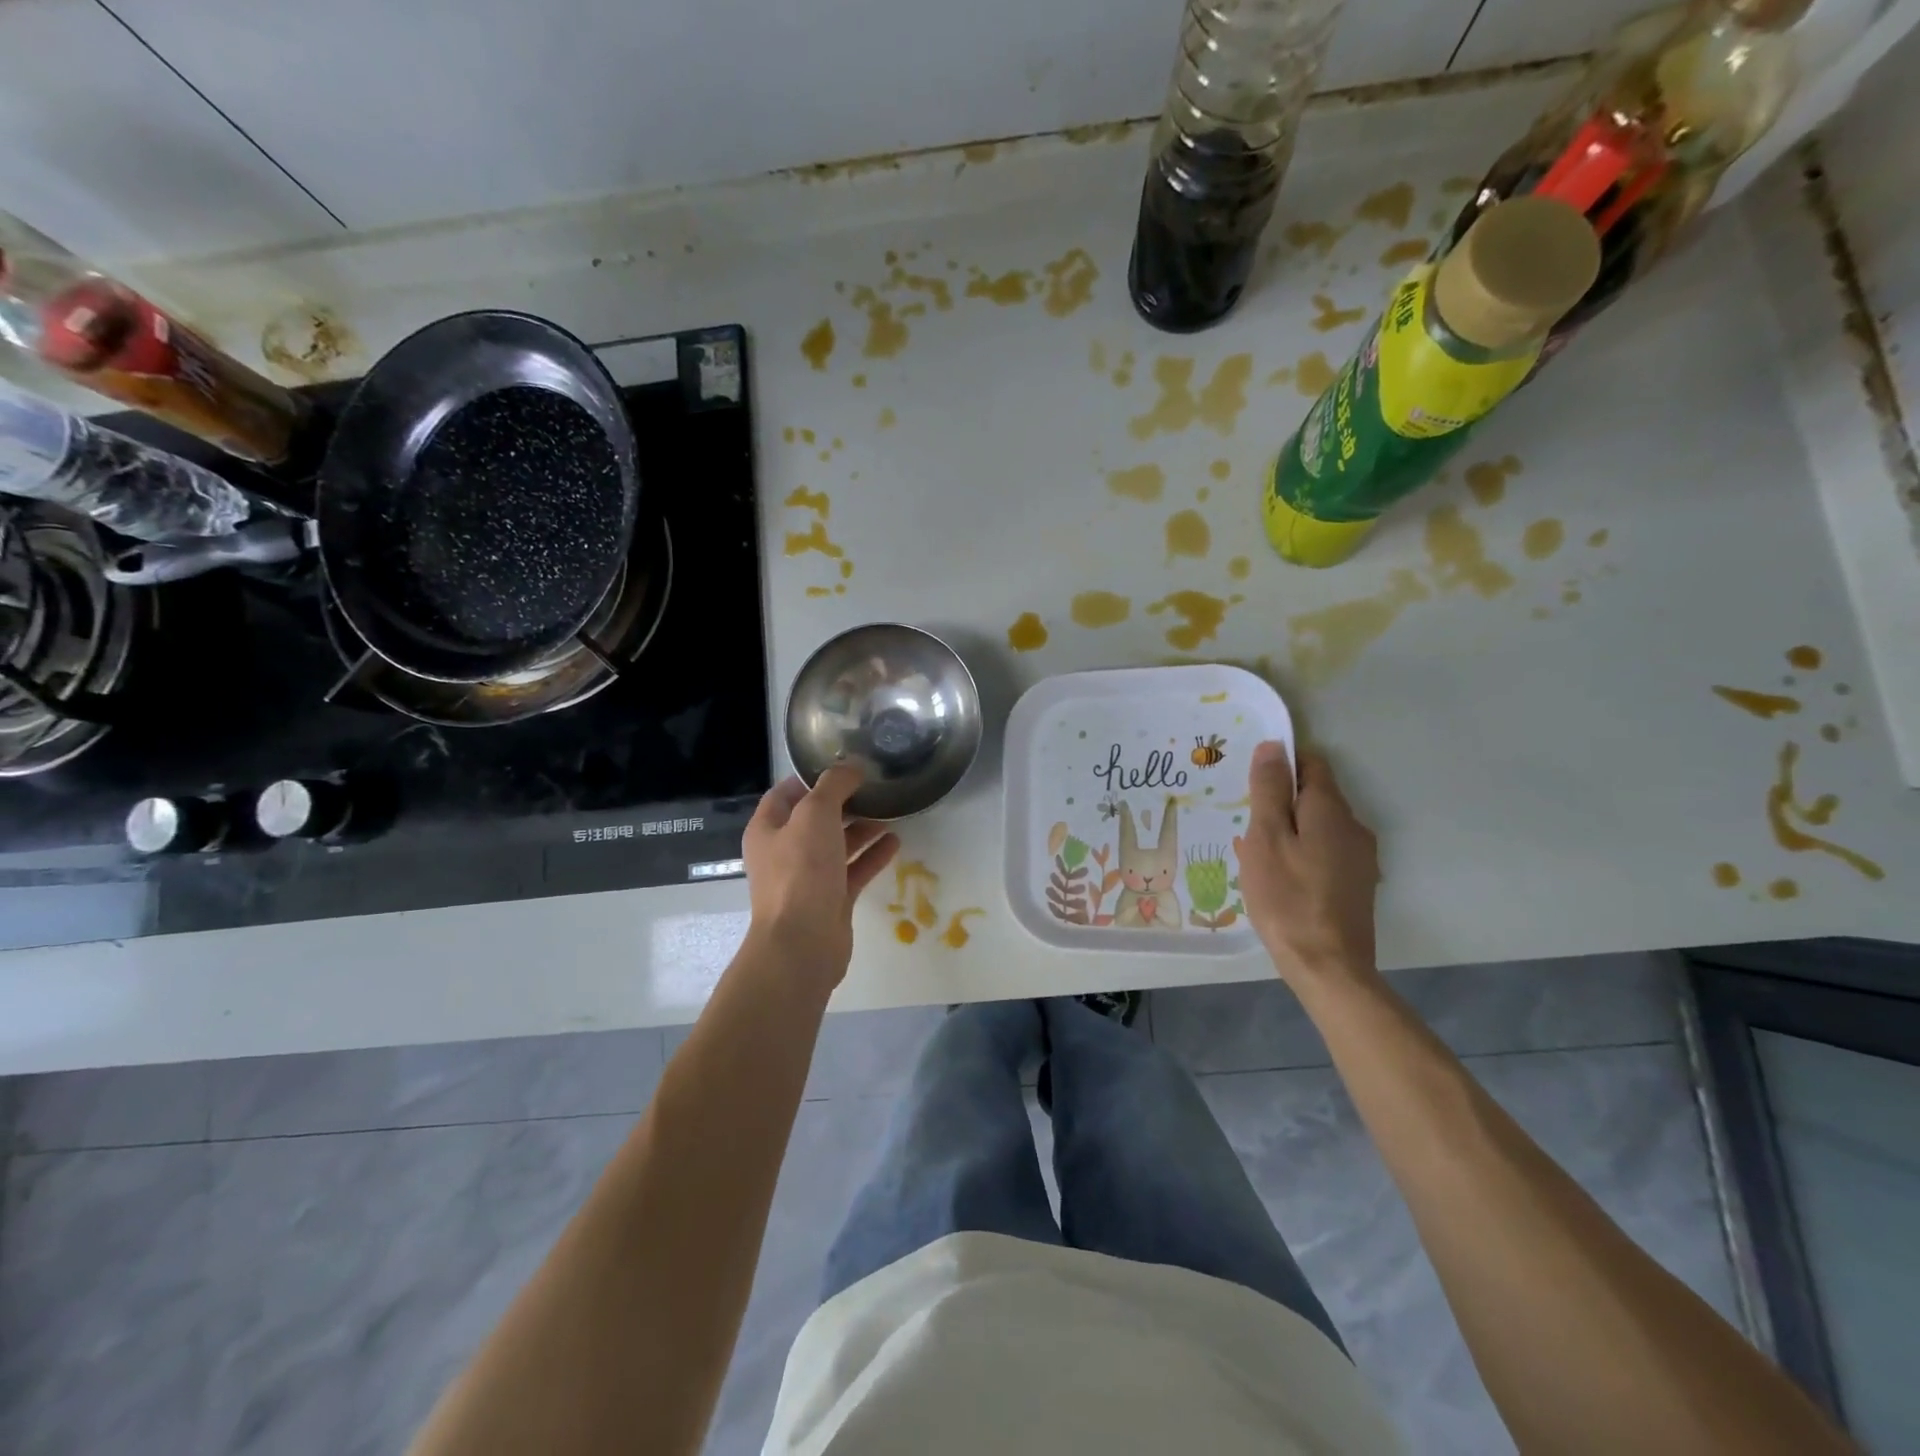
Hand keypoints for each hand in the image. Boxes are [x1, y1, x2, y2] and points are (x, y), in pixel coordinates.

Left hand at [742, 766, 899, 984]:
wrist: (802, 943)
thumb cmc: (801, 872)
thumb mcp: (815, 815)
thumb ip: (833, 786)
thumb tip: (851, 766)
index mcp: (768, 829)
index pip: (786, 793)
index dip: (812, 778)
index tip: (845, 767)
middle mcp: (784, 852)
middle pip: (815, 819)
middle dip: (844, 802)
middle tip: (874, 787)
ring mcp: (808, 878)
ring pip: (837, 845)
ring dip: (862, 828)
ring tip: (891, 810)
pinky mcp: (831, 900)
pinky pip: (853, 870)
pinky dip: (872, 856)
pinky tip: (896, 842)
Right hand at [1233, 741, 1379, 987]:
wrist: (1328, 966)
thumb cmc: (1287, 897)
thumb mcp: (1266, 838)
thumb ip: (1269, 790)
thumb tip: (1273, 746)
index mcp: (1331, 810)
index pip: (1311, 764)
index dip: (1280, 765)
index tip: (1249, 784)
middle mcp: (1354, 827)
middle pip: (1315, 796)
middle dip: (1280, 802)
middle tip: (1245, 825)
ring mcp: (1361, 859)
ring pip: (1318, 827)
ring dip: (1289, 830)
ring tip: (1256, 855)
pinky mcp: (1357, 885)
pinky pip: (1325, 852)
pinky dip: (1301, 854)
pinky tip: (1279, 879)